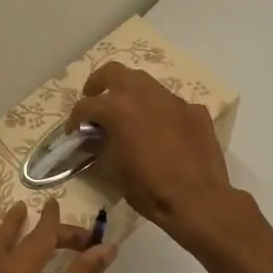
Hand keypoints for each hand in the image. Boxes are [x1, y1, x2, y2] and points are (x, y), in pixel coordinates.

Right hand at [67, 62, 238, 246]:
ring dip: (130, 93)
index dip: (75, 120)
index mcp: (118, 108)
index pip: (86, 105)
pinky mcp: (194, 110)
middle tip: (95, 101)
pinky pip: (170, 103)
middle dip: (99, 84)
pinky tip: (161, 131)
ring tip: (127, 114)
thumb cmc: (148, 188)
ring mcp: (172, 99)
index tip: (75, 133)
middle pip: (113, 72)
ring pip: (144, 82)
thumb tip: (91, 139)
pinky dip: (158, 111)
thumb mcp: (113, 169)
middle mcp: (143, 94)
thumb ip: (99, 147)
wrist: (198, 200)